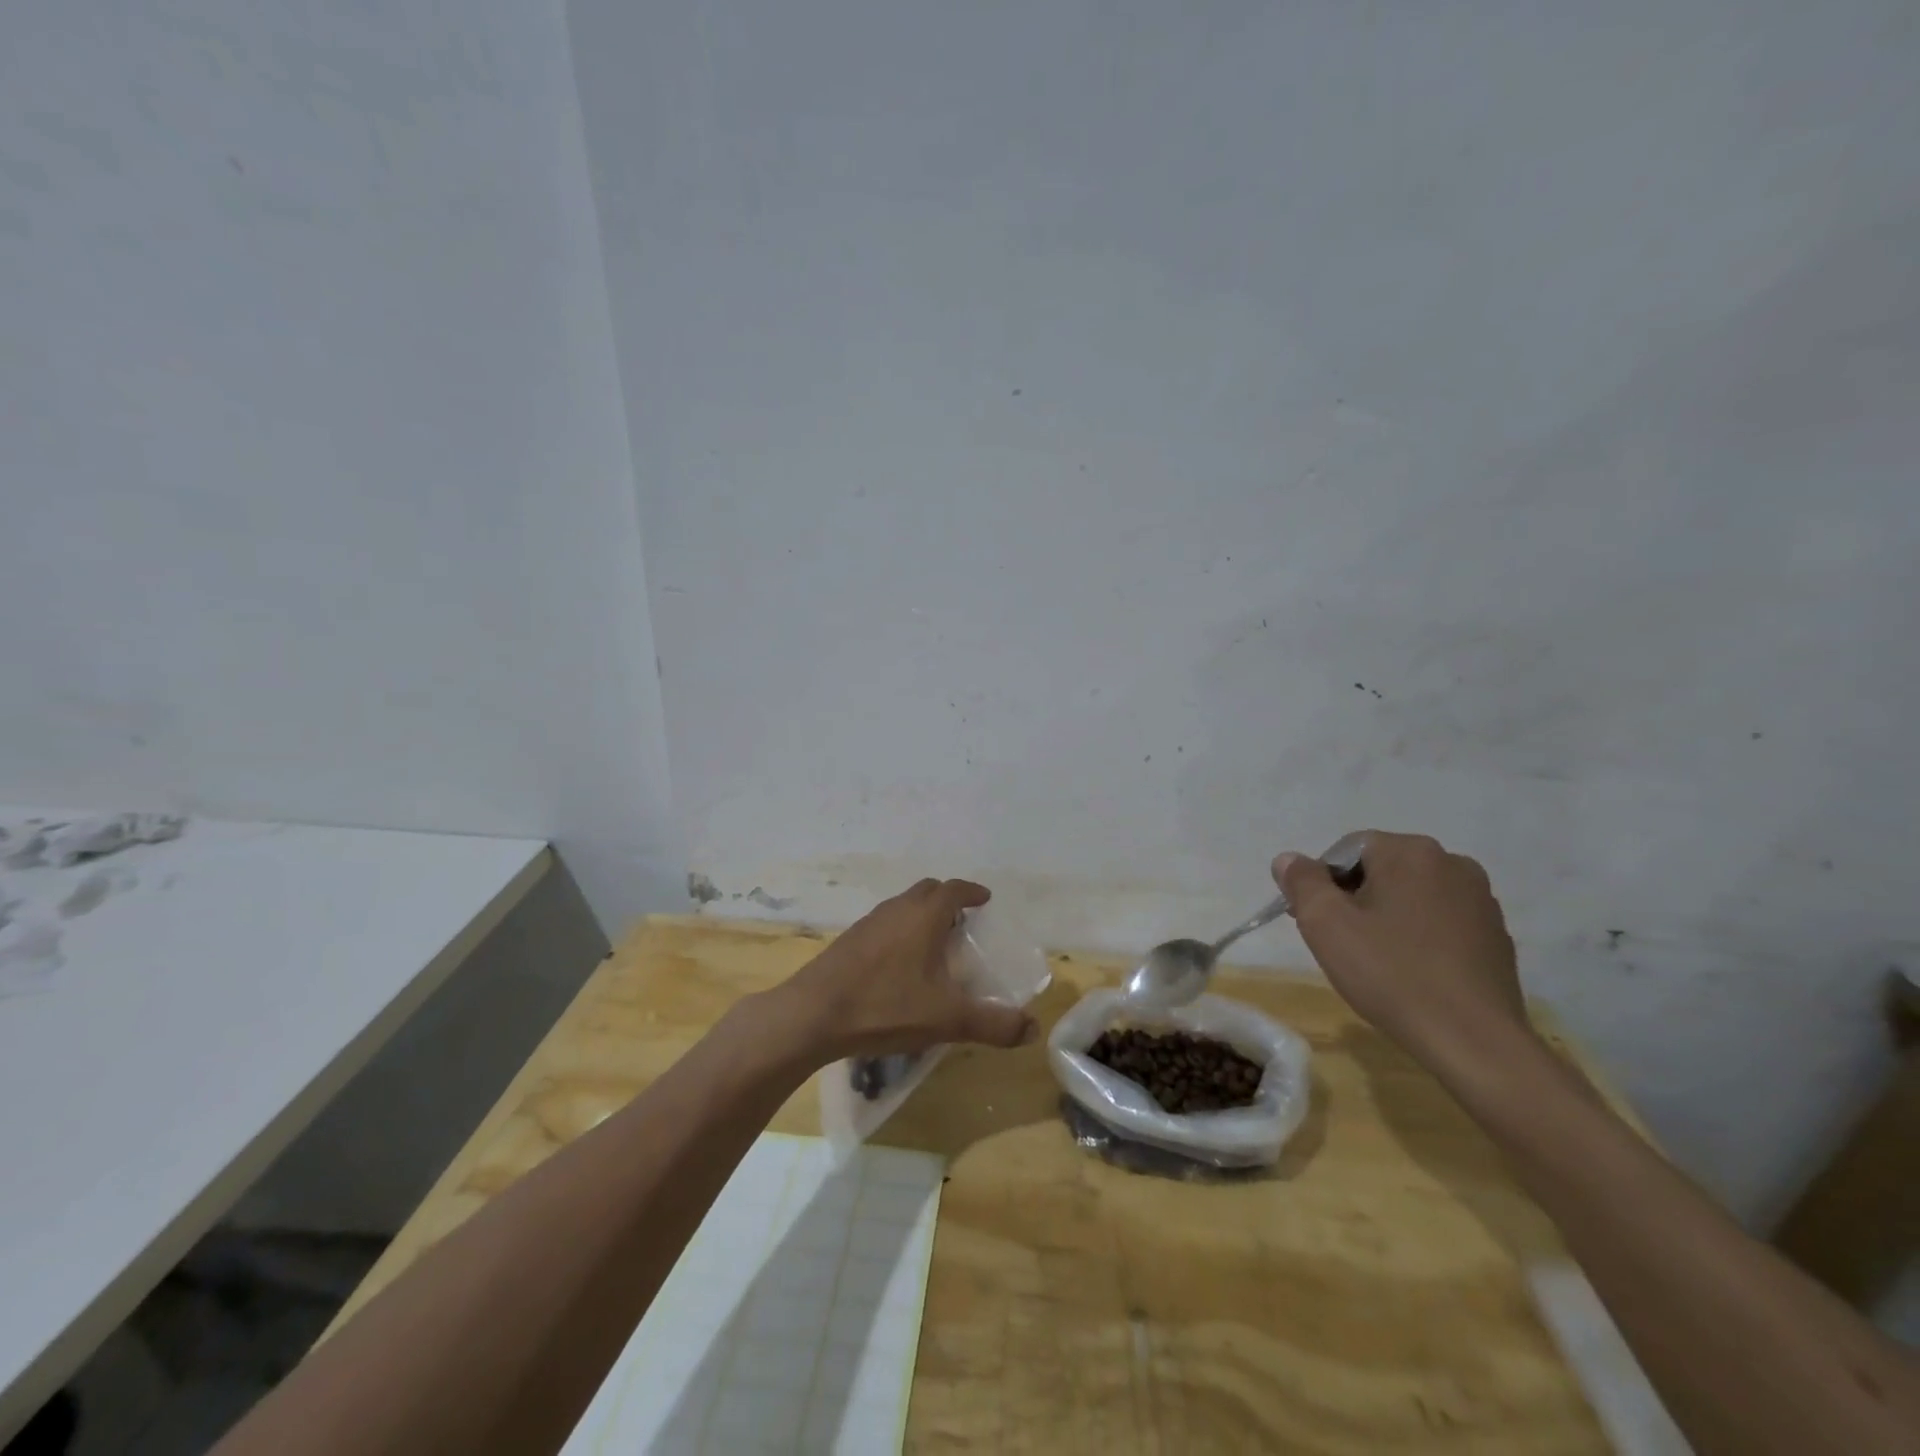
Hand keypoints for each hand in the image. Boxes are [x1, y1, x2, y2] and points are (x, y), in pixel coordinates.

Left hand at [776, 878, 1035, 1063]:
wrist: (812, 1015)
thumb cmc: (885, 1007)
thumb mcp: (947, 1019)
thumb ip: (992, 1024)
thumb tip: (1032, 1029)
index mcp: (924, 916)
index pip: (954, 889)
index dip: (972, 892)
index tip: (985, 900)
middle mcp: (897, 909)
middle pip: (928, 890)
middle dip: (948, 899)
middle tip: (963, 922)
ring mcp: (869, 922)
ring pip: (903, 905)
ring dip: (922, 914)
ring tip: (935, 942)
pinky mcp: (849, 940)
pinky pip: (885, 923)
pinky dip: (900, 930)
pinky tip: (900, 964)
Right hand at [1273, 832, 1525, 1061]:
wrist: (1474, 1041)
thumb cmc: (1391, 974)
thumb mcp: (1325, 924)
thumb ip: (1301, 881)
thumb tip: (1289, 859)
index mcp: (1410, 851)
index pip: (1346, 849)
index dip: (1322, 883)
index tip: (1318, 923)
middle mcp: (1452, 862)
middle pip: (1381, 869)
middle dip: (1354, 899)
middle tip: (1342, 943)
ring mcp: (1481, 899)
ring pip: (1411, 895)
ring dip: (1387, 917)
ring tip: (1378, 961)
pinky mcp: (1496, 935)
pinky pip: (1440, 922)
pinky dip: (1419, 937)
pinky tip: (1413, 972)